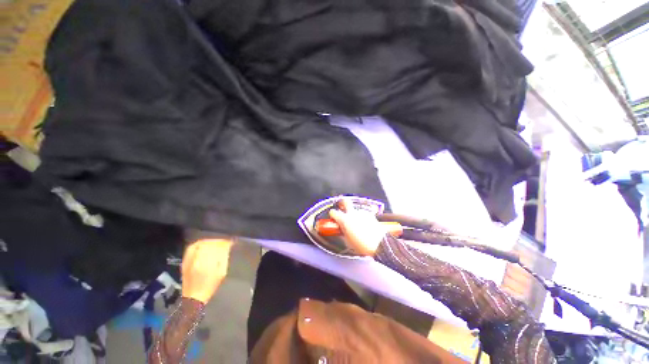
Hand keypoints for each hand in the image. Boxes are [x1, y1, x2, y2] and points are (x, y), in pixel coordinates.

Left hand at [181, 239, 232, 303]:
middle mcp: (197, 259)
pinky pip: (191, 247)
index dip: (225, 243)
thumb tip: (227, 246)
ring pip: (200, 244)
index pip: (217, 247)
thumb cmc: (210, 285)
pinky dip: (198, 243)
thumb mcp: (222, 272)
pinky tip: (204, 244)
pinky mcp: (185, 260)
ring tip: (215, 242)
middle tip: (224, 242)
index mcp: (207, 263)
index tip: (230, 242)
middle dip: (218, 242)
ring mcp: (189, 259)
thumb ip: (224, 258)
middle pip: (209, 244)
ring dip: (209, 241)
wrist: (193, 297)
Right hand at [328, 198, 386, 256]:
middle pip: (345, 201)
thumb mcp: (347, 241)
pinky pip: (363, 214)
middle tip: (342, 207)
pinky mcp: (370, 215)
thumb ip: (342, 232)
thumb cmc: (361, 245)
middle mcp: (352, 213)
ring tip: (358, 224)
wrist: (379, 245)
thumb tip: (340, 229)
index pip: (333, 212)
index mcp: (344, 220)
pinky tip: (365, 225)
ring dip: (354, 214)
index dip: (332, 215)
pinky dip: (362, 218)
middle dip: (342, 203)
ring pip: (355, 210)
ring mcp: (362, 213)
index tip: (333, 218)